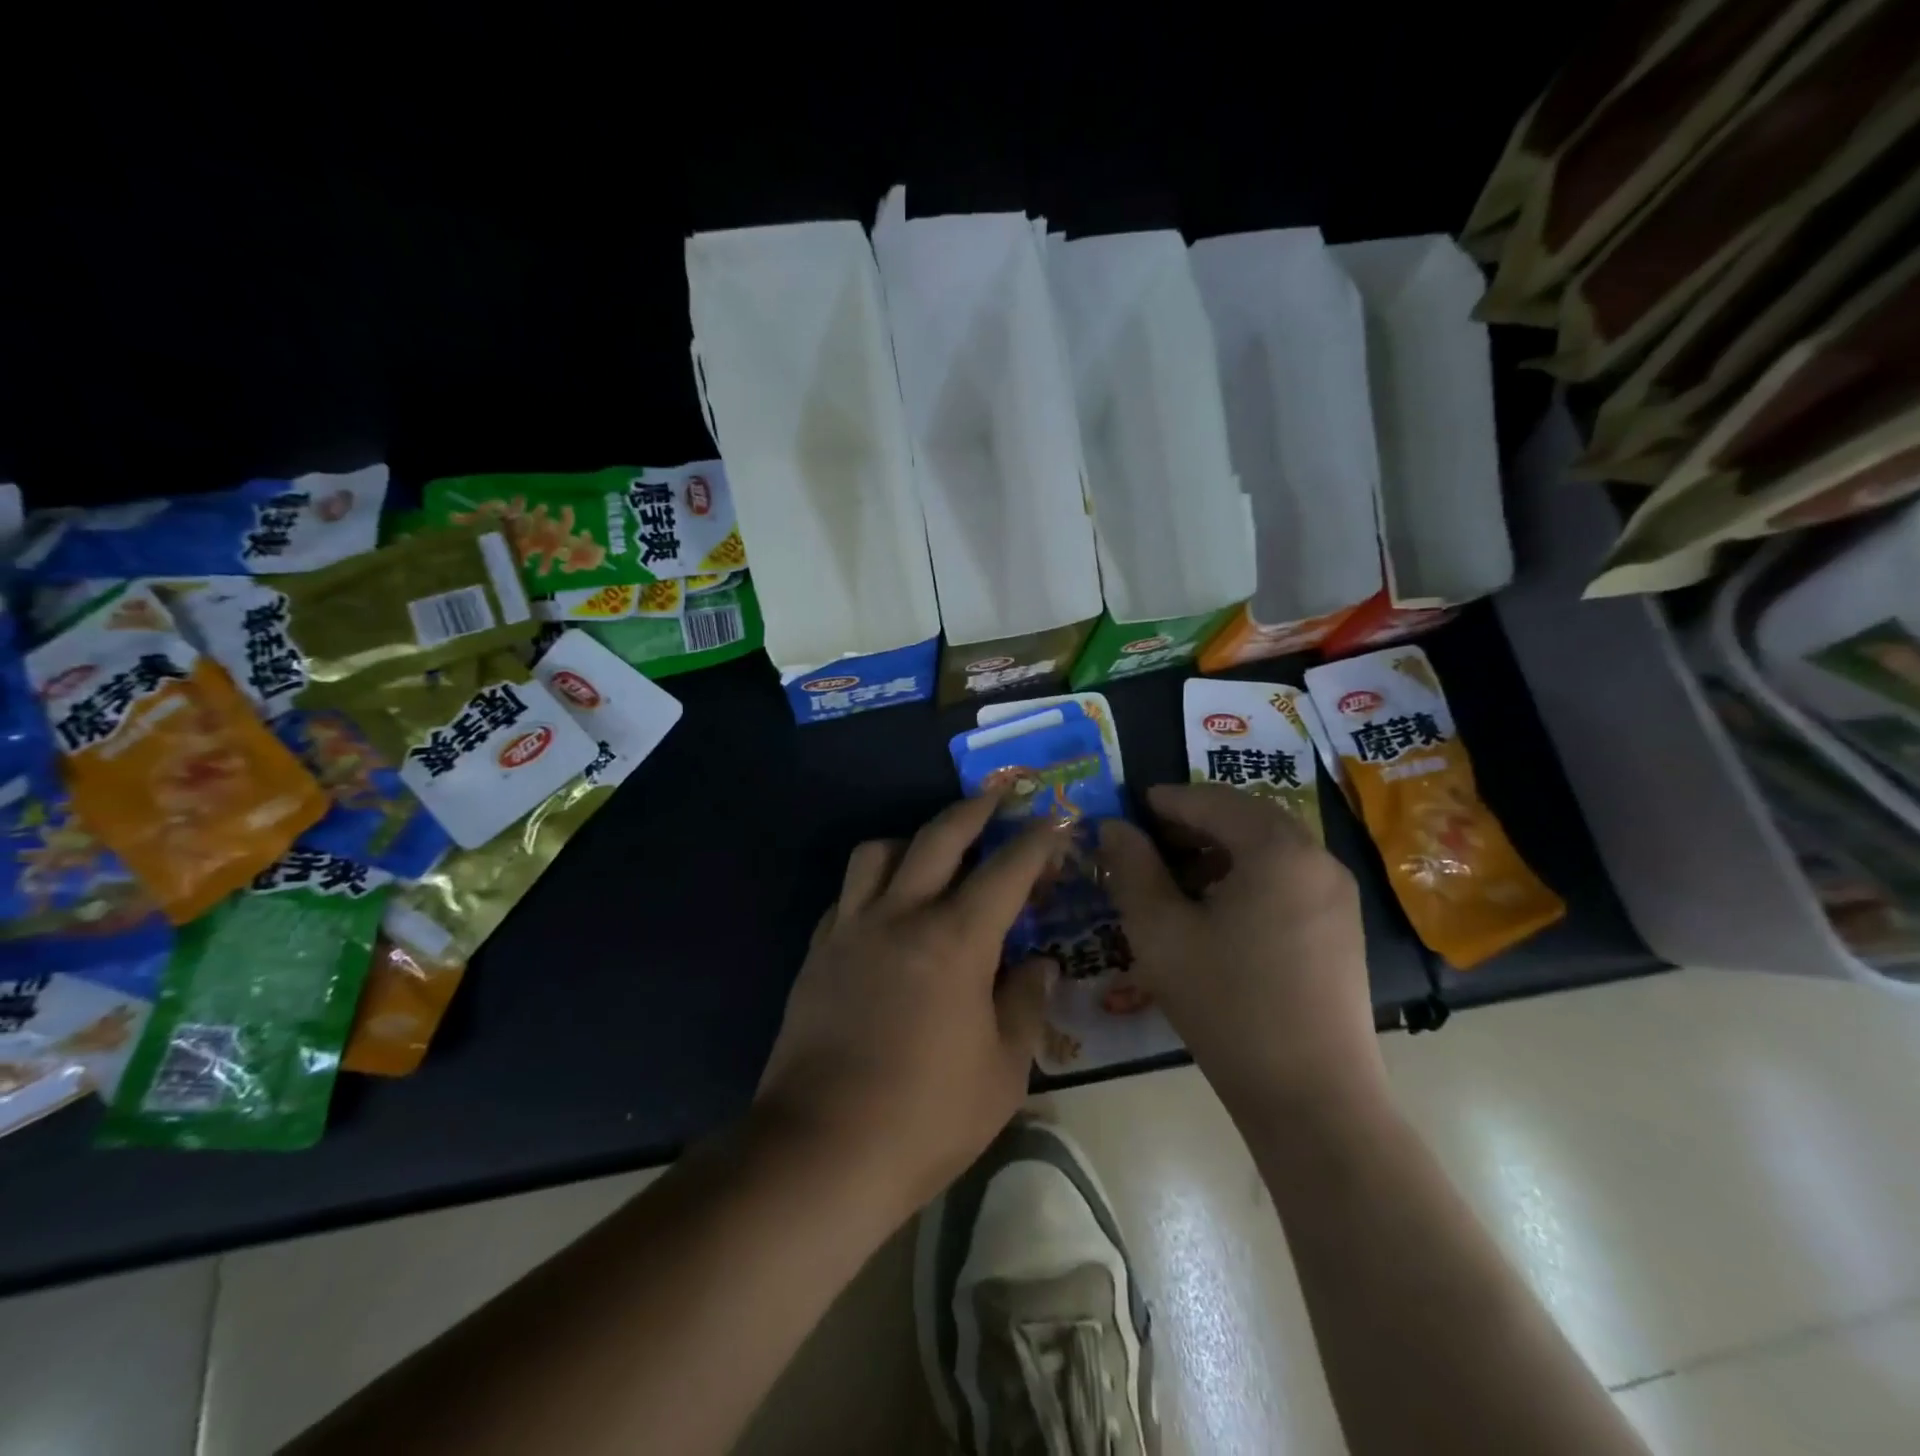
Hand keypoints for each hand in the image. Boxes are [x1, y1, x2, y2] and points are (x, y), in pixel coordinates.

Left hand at [755, 794, 1063, 1217]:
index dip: (1037, 839)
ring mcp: (851, 928)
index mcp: (955, 940)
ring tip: (934, 855)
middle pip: (939, 836)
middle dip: (975, 807)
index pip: (1007, 869)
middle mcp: (901, 915)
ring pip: (878, 852)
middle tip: (997, 792)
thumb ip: (1024, 1005)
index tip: (1055, 819)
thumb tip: (1039, 963)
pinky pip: (848, 894)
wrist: (821, 1150)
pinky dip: (873, 886)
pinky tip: (887, 910)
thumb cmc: (926, 1117)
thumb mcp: (1002, 1070)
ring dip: (912, 841)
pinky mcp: (818, 951)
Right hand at [1098, 784, 1386, 1119]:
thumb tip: (1115, 827)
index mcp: (1278, 850)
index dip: (1165, 801)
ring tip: (1175, 878)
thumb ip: (1132, 869)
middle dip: (1192, 823)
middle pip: (1246, 819)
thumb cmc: (1228, 1005)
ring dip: (1219, 850)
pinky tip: (1216, 911)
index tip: (1127, 809)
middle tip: (1147, 842)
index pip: (1213, 801)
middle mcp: (1317, 859)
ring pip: (1268, 849)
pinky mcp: (1342, 929)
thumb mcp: (1161, 933)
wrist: (1314, 1098)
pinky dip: (1246, 876)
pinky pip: (1287, 879)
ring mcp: (1337, 896)